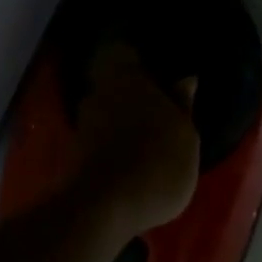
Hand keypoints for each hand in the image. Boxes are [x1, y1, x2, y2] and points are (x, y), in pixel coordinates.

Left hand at [71, 45, 200, 239]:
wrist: (105, 209)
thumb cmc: (157, 162)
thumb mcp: (186, 136)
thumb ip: (183, 105)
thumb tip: (186, 79)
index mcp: (126, 78)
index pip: (121, 52)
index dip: (133, 57)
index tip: (151, 66)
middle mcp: (98, 94)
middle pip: (112, 83)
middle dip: (129, 92)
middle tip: (154, 105)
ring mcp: (83, 125)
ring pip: (104, 110)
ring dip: (120, 120)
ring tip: (144, 137)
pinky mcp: (75, 155)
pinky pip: (98, 138)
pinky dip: (112, 144)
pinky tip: (129, 159)